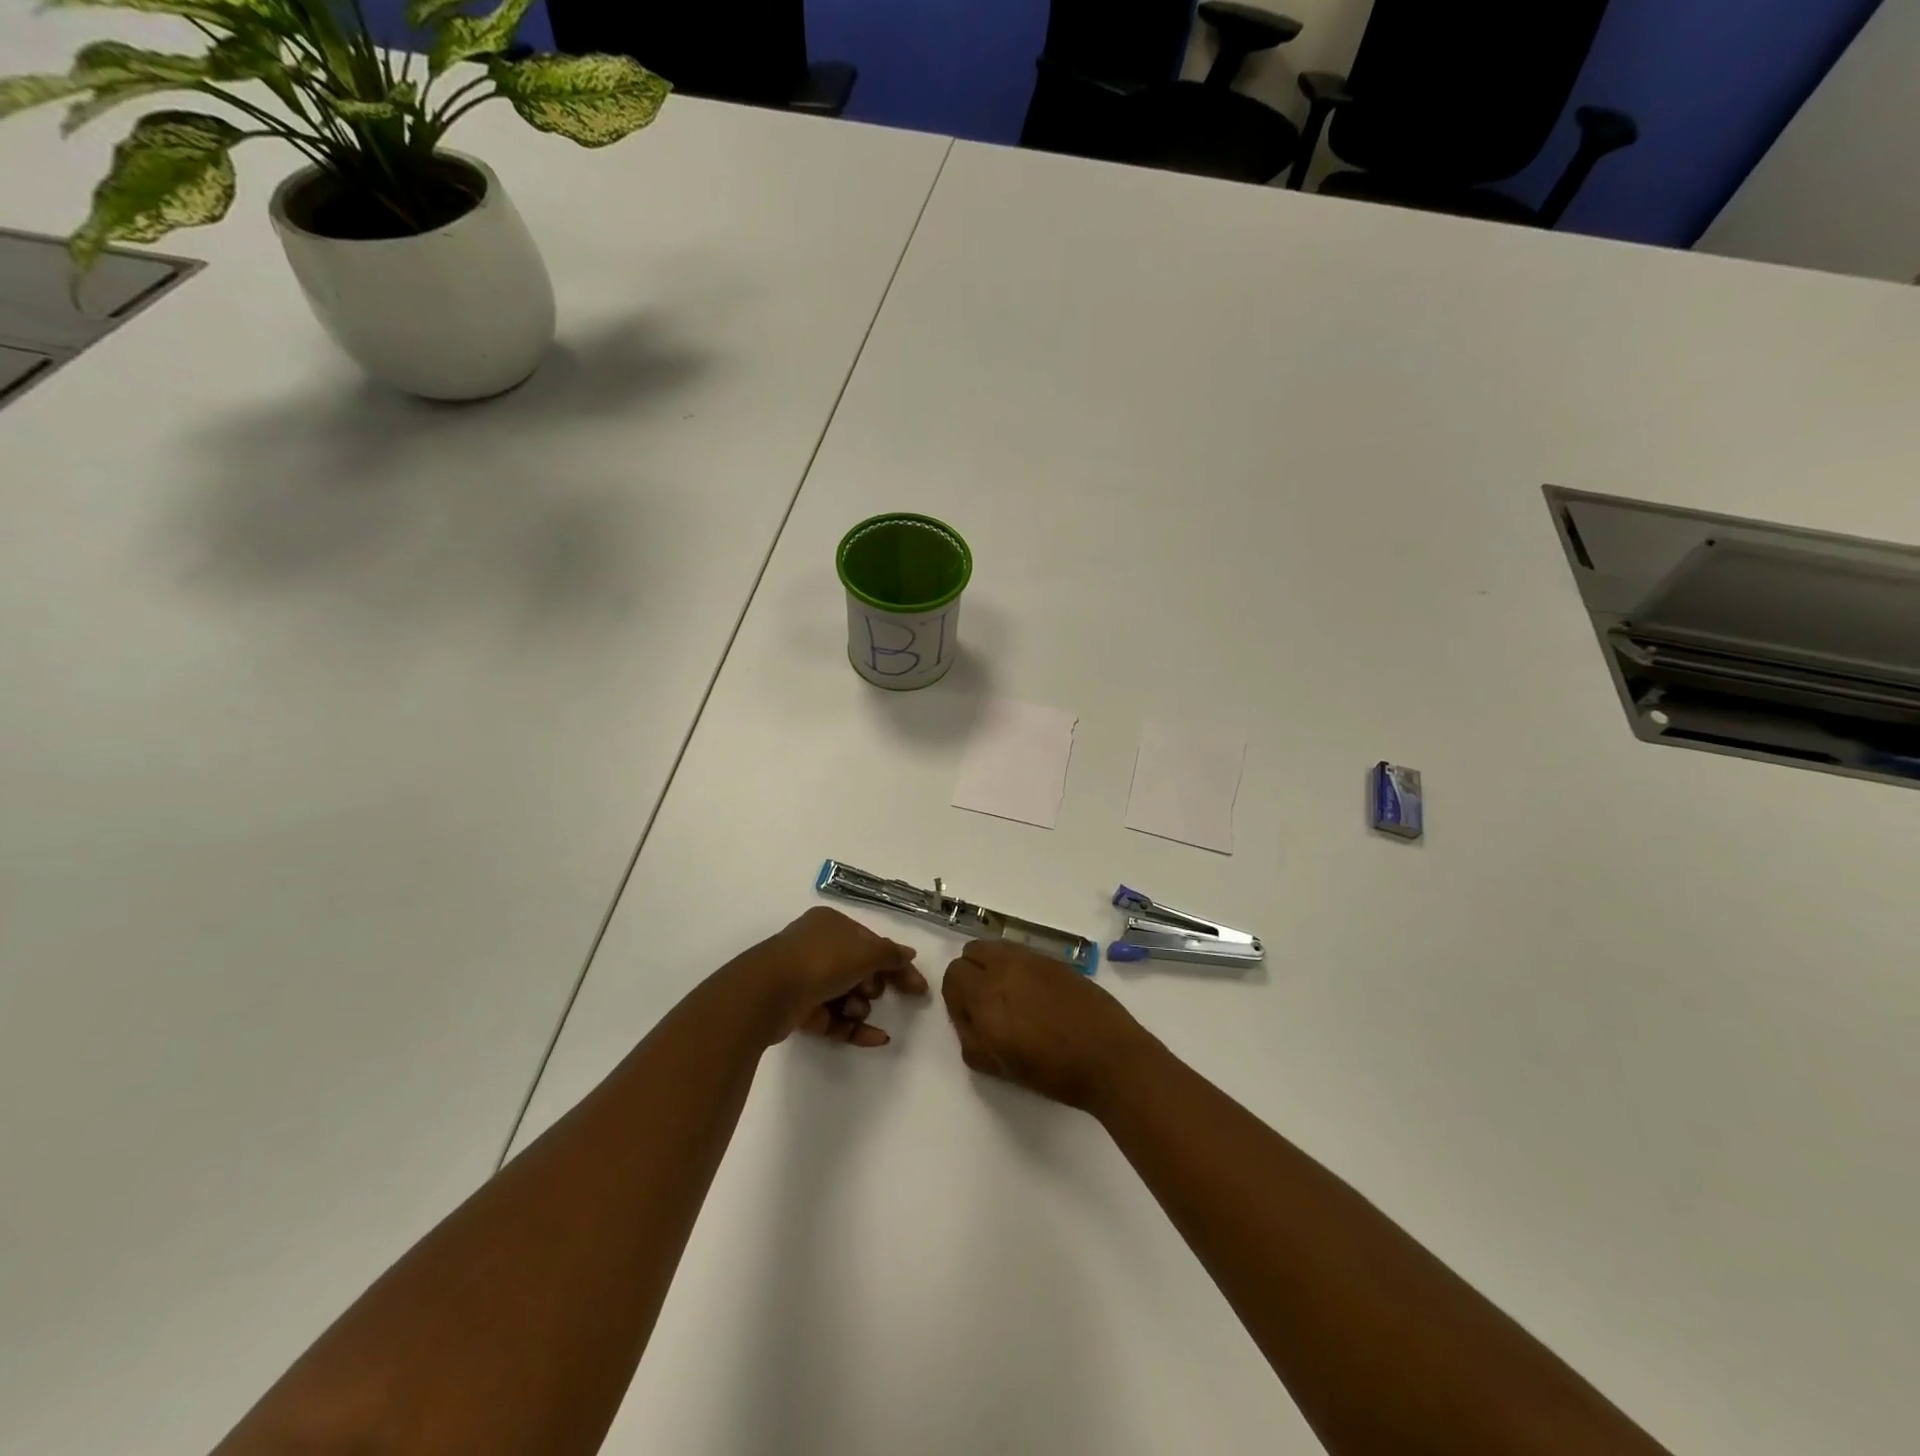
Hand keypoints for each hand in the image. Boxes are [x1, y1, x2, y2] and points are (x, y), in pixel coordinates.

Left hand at [739, 906, 927, 1047]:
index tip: (918, 987)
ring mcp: (804, 978)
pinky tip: (878, 1039)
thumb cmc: (820, 962)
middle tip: (878, 992)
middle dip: (874, 983)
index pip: (871, 942)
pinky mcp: (797, 1009)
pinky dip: (854, 1028)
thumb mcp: (864, 953)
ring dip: (861, 1006)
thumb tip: (909, 954)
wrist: (767, 993)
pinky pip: (833, 1018)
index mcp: (831, 924)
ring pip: (845, 994)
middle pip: (858, 968)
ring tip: (859, 1011)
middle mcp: (816, 946)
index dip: (895, 962)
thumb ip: (890, 954)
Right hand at [941, 941, 1160, 1111]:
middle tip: (985, 1005)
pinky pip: (1025, 955)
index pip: (953, 974)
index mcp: (987, 993)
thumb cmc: (1051, 1070)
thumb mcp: (998, 1066)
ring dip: (994, 967)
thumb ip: (970, 1039)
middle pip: (973, 951)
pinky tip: (1037, 999)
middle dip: (971, 974)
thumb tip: (969, 1019)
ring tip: (1011, 1000)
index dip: (955, 998)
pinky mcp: (1057, 961)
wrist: (1110, 1058)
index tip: (970, 1020)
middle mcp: (1007, 966)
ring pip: (999, 948)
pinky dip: (1019, 969)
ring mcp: (1035, 959)